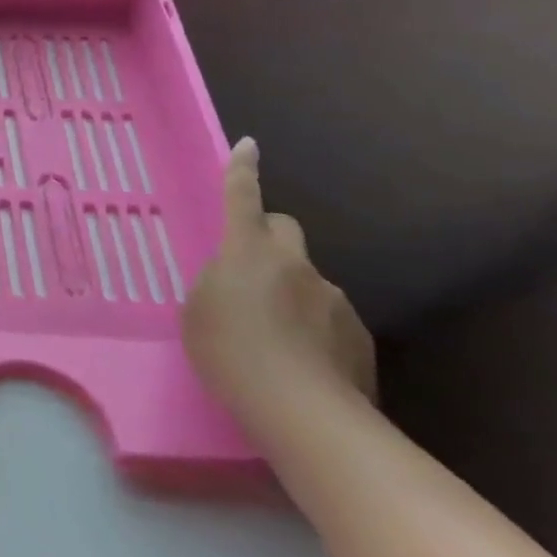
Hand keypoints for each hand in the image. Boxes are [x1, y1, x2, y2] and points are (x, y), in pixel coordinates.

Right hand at [183, 138, 376, 421]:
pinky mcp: (358, 335)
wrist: (303, 412)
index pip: (242, 198)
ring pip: (307, 281)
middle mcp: (294, 264)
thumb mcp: (198, 312)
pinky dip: (313, 330)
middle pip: (285, 230)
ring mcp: (332, 298)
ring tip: (273, 340)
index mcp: (247, 252)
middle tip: (250, 274)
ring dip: (290, 295)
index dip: (241, 171)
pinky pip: (328, 318)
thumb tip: (236, 282)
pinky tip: (299, 364)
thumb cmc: (230, 353)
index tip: (248, 145)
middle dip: (269, 240)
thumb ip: (216, 284)